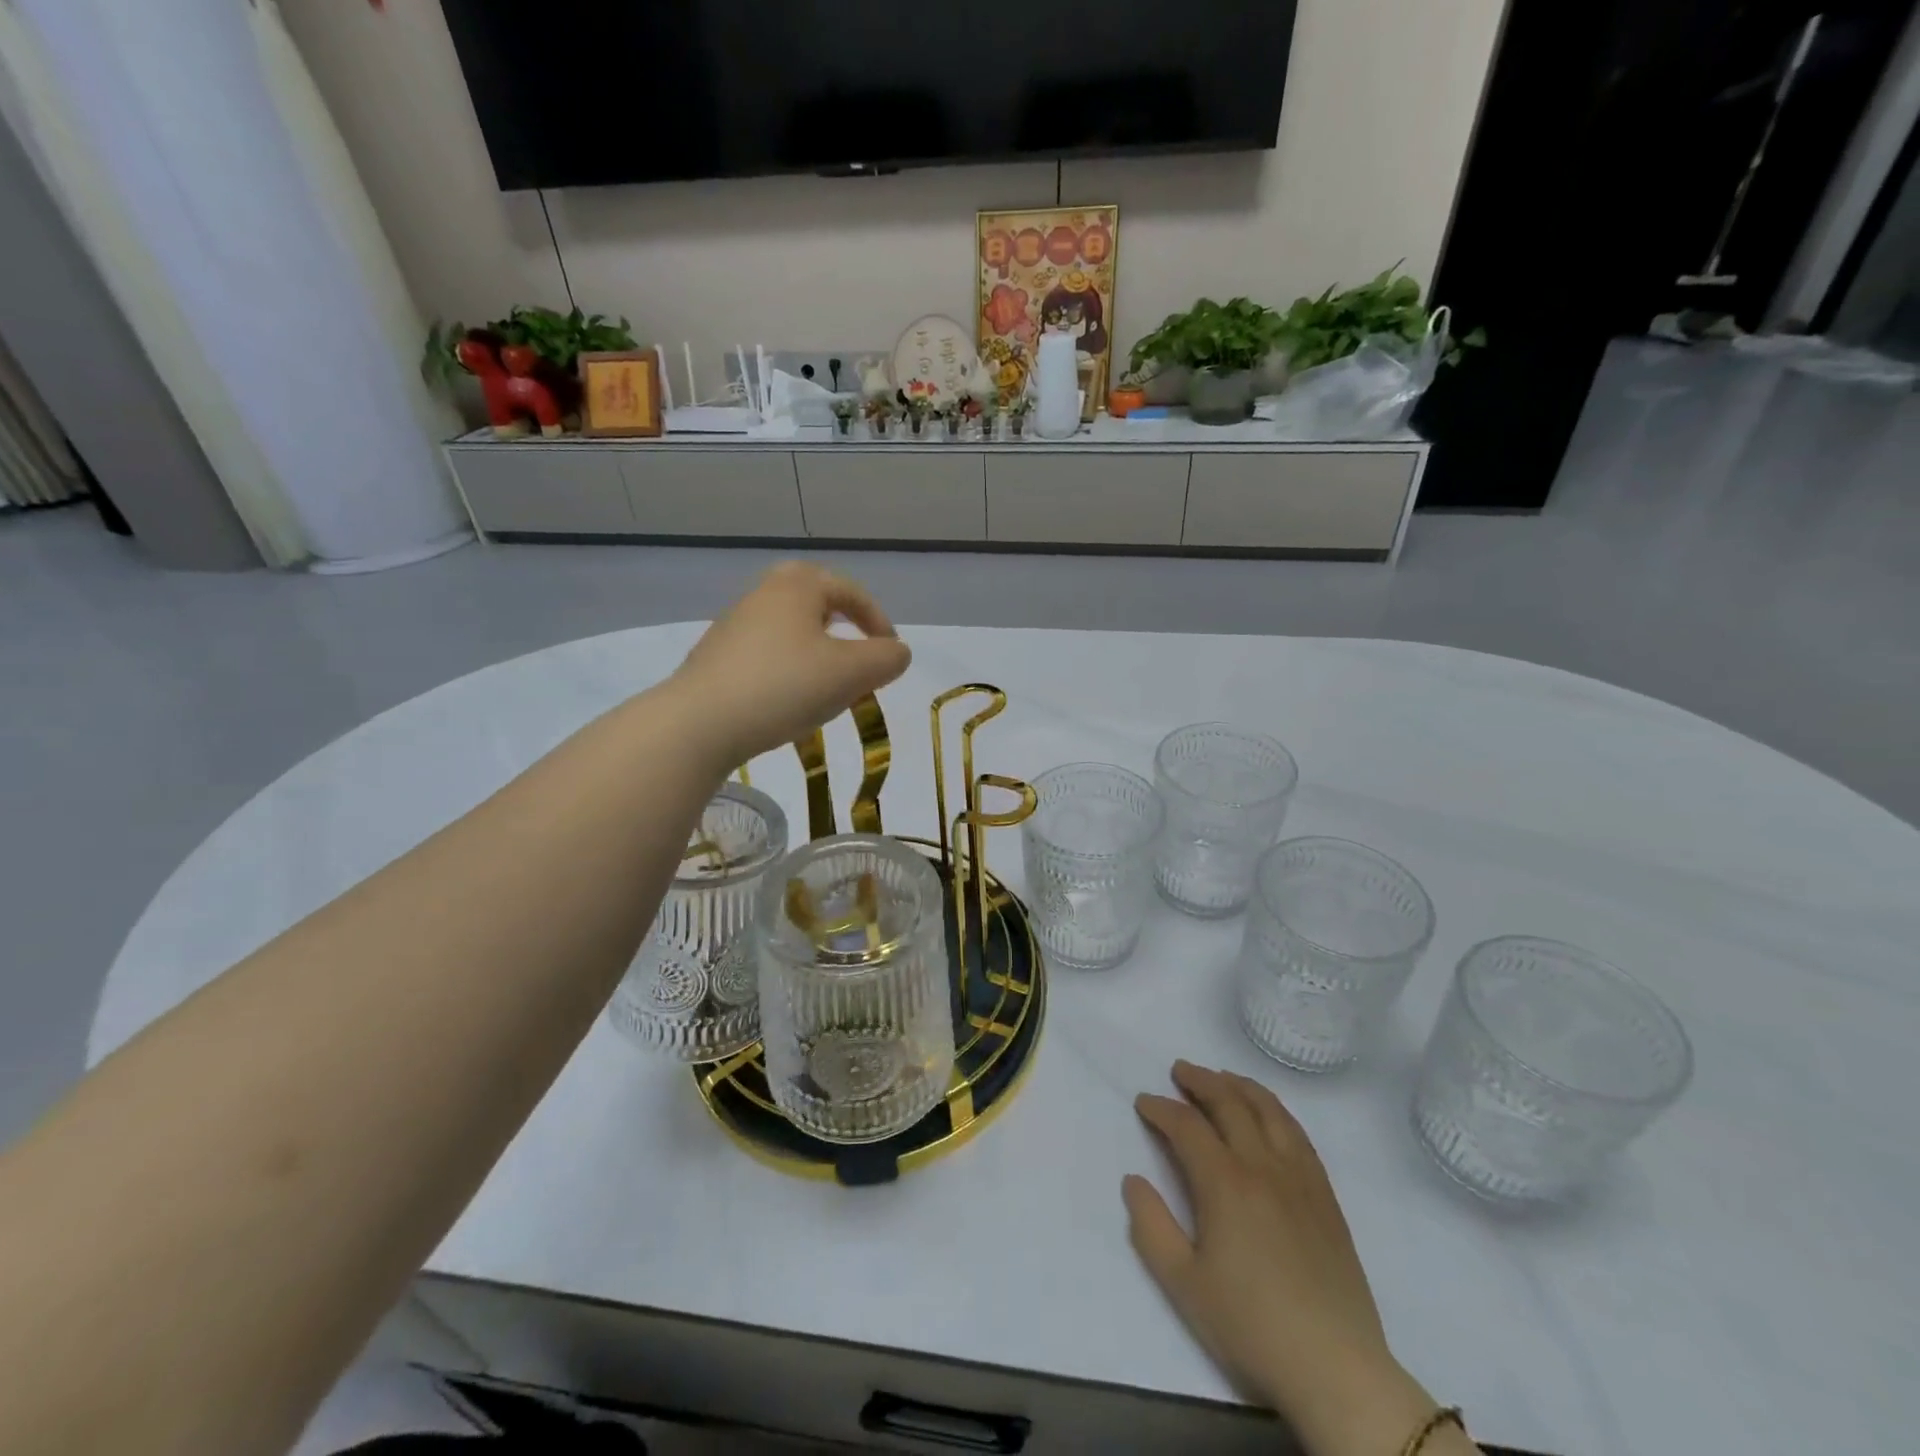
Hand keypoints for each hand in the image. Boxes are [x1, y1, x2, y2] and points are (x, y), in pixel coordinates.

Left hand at [671, 563, 911, 764]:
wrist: (699, 723)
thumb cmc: (785, 686)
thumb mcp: (852, 673)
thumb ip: (887, 658)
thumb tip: (896, 652)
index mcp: (797, 586)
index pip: (850, 591)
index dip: (878, 620)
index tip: (890, 654)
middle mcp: (763, 595)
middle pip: (813, 600)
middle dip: (841, 624)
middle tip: (855, 653)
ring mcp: (734, 626)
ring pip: (789, 629)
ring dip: (815, 651)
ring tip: (827, 685)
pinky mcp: (716, 658)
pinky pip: (766, 654)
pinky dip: (788, 670)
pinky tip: (789, 702)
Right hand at [1125, 1062, 1442, 1455]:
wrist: (1336, 1368)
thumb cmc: (1251, 1326)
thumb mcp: (1184, 1284)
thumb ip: (1151, 1226)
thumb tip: (1133, 1180)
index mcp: (1225, 1183)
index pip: (1186, 1126)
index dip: (1161, 1108)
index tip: (1143, 1102)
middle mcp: (1263, 1166)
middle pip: (1229, 1104)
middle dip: (1200, 1081)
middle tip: (1179, 1071)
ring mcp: (1299, 1178)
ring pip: (1269, 1110)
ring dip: (1240, 1086)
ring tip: (1222, 1077)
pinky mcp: (1325, 1196)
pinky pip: (1299, 1134)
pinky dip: (1276, 1110)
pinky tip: (1269, 1114)